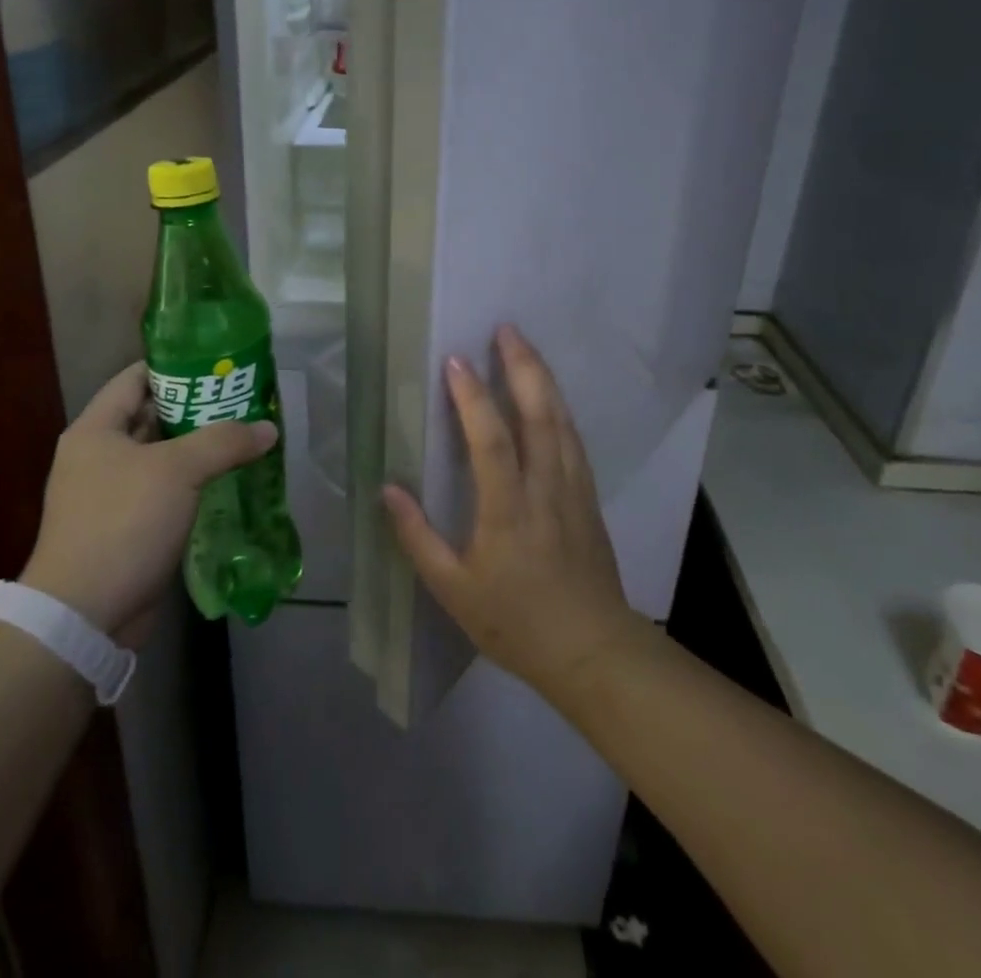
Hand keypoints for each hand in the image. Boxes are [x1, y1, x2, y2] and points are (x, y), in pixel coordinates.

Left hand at [20, 362, 277, 644]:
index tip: (217, 363)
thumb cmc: (123, 523)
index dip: (175, 366)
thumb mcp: (178, 471)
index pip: (136, 378)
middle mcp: (98, 456)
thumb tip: (267, 428)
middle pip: (150, 415)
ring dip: (197, 447)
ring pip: (160, 456)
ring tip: (242, 434)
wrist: (84, 615)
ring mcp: (109, 494)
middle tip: (241, 398)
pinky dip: (192, 482)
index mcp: (95, 429)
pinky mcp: (125, 527)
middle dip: (195, 407)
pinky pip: (164, 491)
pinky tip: (227, 479)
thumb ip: (224, 441)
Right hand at [383, 325, 638, 696]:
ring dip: (543, 379)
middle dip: (522, 366)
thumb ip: (418, 538)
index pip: (491, 441)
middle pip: (538, 415)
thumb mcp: (453, 590)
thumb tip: (387, 488)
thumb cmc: (516, 622)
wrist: (593, 651)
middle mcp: (545, 488)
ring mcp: (573, 489)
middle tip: (505, 329)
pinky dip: (560, 409)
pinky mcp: (589, 497)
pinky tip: (551, 397)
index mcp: (508, 511)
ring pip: (561, 421)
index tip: (456, 360)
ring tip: (525, 347)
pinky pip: (574, 440)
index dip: (473, 399)